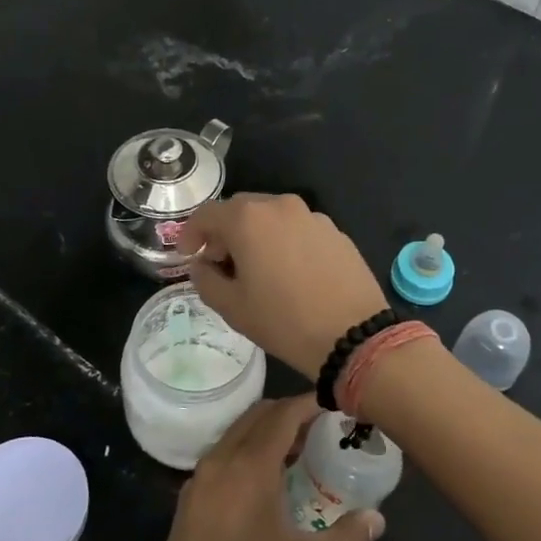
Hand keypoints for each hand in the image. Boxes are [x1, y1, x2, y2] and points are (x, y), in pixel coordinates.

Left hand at [149, 396, 382, 540]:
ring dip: (267, 429)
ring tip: (299, 450)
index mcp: (249, 467)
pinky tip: (266, 477)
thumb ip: (348, 538)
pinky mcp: (189, 494)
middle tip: (321, 427)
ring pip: (237, 431)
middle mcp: (221, 459)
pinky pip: (223, 451)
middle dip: (289, 412)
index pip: (282, 414)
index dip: (309, 403)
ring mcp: (200, 475)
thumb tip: (377, 517)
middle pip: (257, 414)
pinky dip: (247, 448)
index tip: (335, 403)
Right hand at [183, 194, 389, 378]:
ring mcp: (312, 216)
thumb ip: (205, 279)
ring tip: (256, 268)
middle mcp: (280, 206)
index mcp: (248, 219)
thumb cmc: (284, 321)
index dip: (191, 233)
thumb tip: (202, 265)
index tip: (187, 255)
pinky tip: (289, 272)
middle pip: (240, 210)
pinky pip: (298, 229)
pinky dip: (284, 242)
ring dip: (256, 235)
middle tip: (220, 262)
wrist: (353, 334)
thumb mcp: (232, 307)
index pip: (207, 214)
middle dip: (224, 232)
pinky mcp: (335, 231)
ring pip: (272, 217)